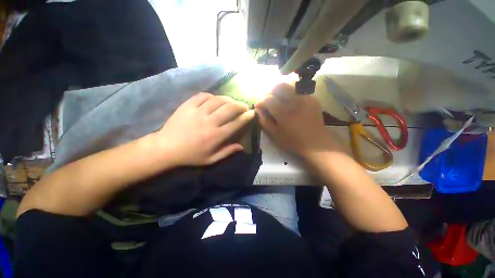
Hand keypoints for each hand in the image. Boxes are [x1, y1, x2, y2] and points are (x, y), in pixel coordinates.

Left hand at [155, 93, 254, 165]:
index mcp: (216, 136)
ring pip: (218, 100)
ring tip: (232, 101)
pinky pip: (203, 96)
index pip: (236, 123)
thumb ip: (227, 152)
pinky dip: (212, 96)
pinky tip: (214, 99)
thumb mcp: (211, 159)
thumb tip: (242, 146)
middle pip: (229, 108)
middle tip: (244, 106)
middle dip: (240, 105)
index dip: (246, 117)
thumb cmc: (190, 156)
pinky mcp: (188, 106)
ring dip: (229, 99)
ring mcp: (198, 112)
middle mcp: (209, 122)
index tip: (252, 113)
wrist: (166, 148)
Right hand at [255, 83, 340, 158]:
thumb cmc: (292, 141)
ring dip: (279, 89)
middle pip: (277, 88)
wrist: (315, 142)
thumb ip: (264, 120)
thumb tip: (258, 109)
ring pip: (288, 84)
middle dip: (269, 93)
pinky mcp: (311, 98)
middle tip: (267, 100)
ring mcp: (304, 98)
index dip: (261, 101)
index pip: (268, 99)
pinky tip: (288, 97)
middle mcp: (294, 102)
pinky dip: (290, 90)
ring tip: (276, 97)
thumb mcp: (275, 134)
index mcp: (283, 113)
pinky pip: (298, 88)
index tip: (259, 106)